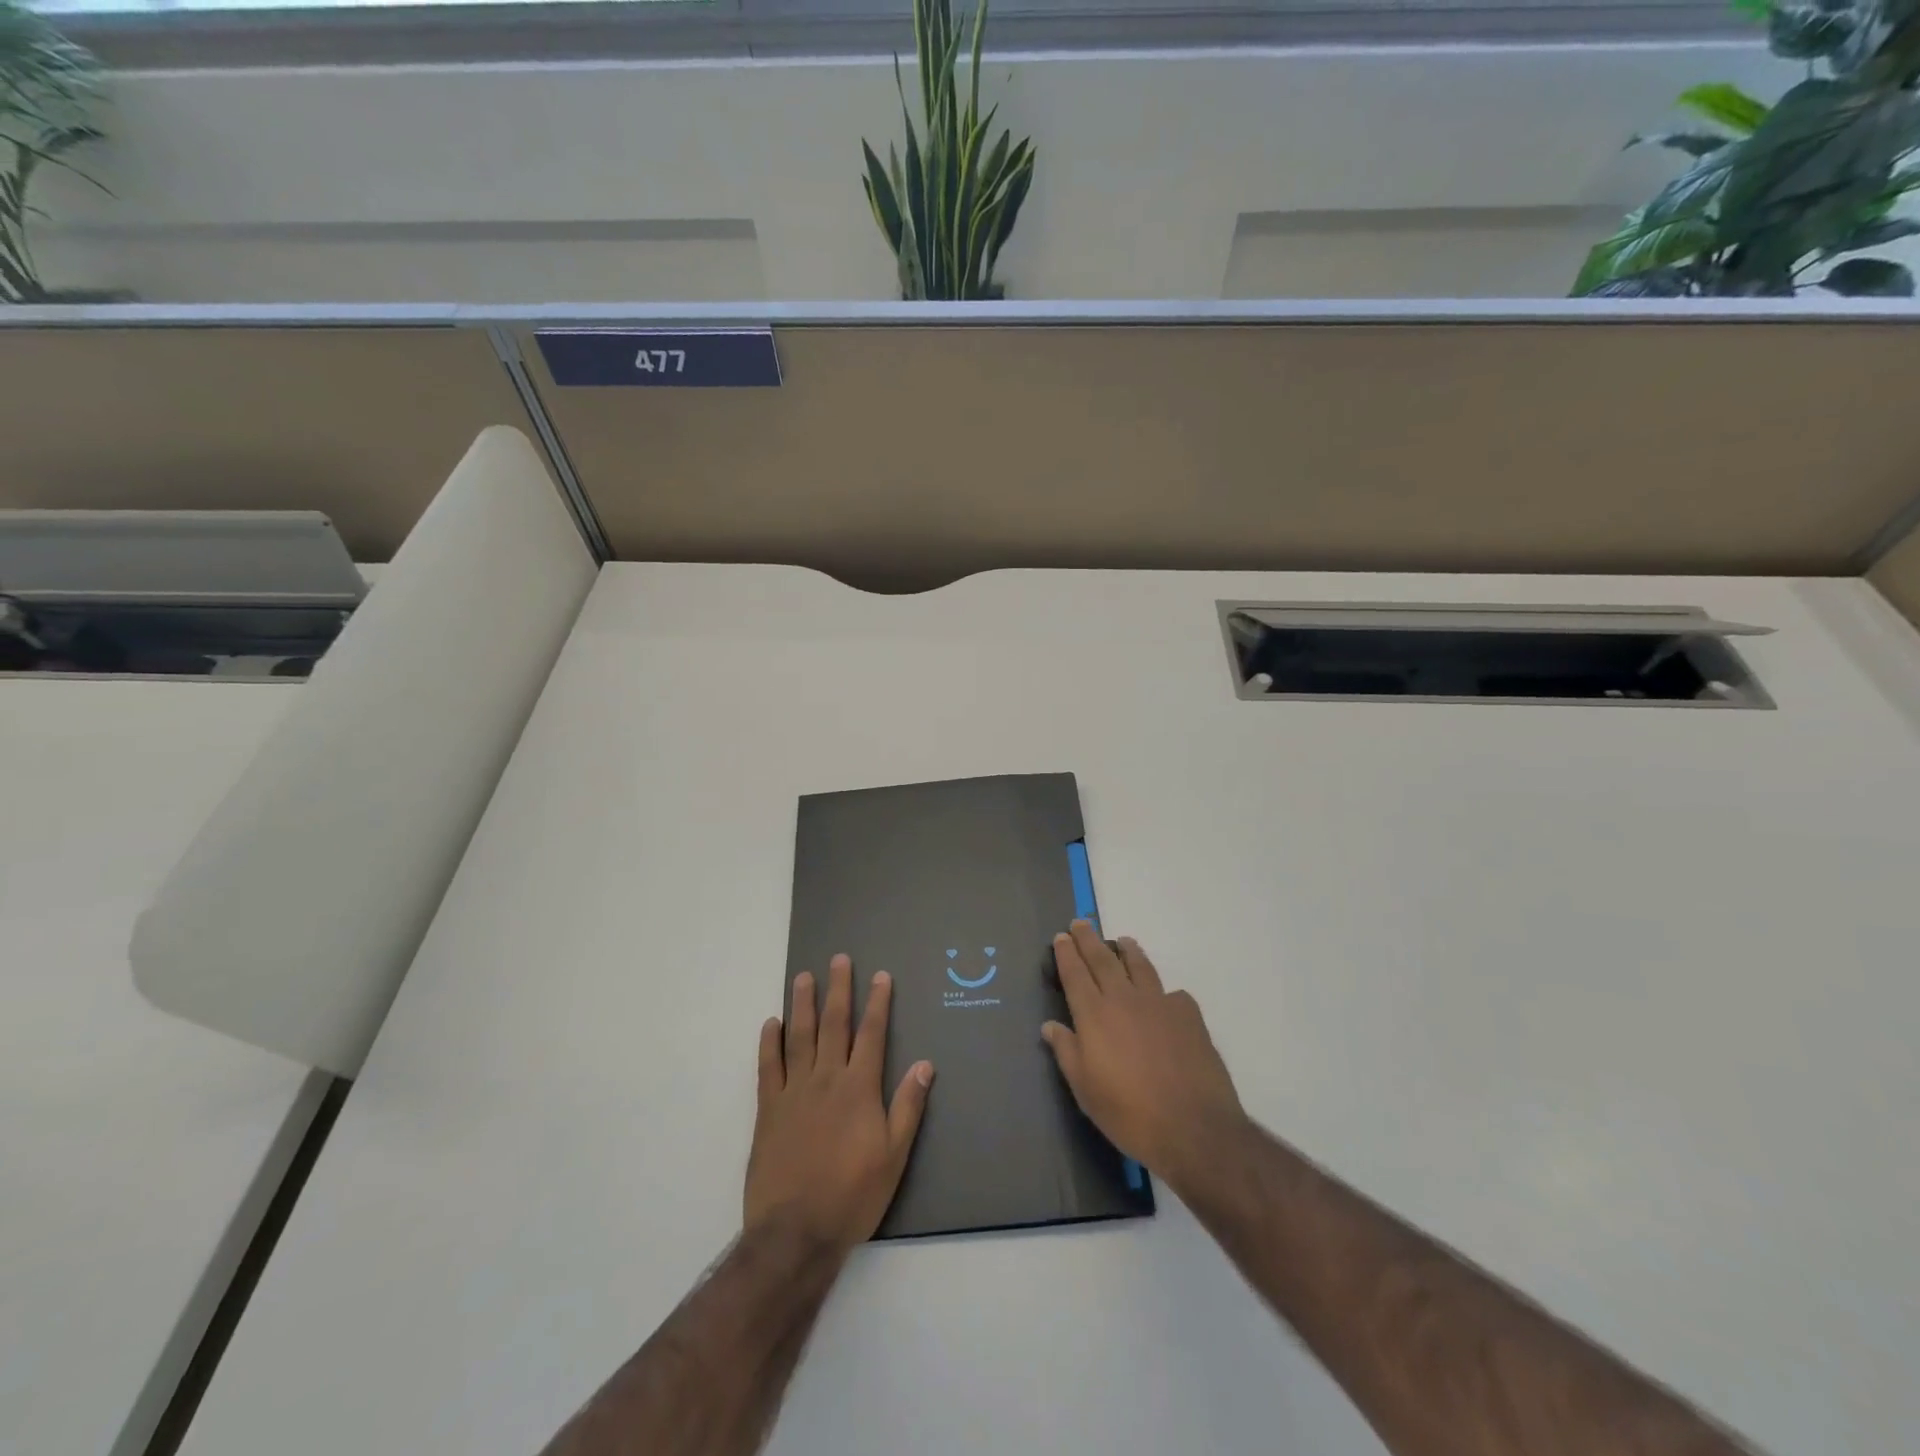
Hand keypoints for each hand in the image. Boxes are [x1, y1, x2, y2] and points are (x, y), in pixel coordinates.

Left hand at [745, 954, 933, 1256]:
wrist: (796, 1232)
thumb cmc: (853, 1195)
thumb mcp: (894, 1156)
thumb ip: (907, 1106)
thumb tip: (925, 1064)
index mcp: (859, 1088)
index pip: (872, 1034)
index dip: (878, 1003)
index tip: (880, 976)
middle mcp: (827, 1079)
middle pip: (834, 1024)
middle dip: (839, 989)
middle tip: (839, 959)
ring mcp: (794, 1091)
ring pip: (799, 1036)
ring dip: (803, 1004)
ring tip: (804, 977)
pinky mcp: (768, 1109)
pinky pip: (768, 1066)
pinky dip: (769, 1042)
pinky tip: (772, 1023)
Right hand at [1042, 922, 1244, 1195]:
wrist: (1193, 1127)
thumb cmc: (1129, 1114)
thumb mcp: (1085, 1090)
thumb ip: (1066, 1052)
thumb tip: (1050, 1026)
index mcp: (1094, 1015)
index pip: (1075, 974)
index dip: (1066, 953)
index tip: (1061, 936)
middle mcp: (1124, 999)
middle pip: (1103, 959)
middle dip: (1089, 939)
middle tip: (1081, 923)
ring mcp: (1160, 1003)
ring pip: (1139, 966)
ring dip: (1127, 951)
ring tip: (1122, 941)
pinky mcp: (1189, 1015)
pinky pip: (1172, 993)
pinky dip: (1163, 990)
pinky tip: (1165, 997)